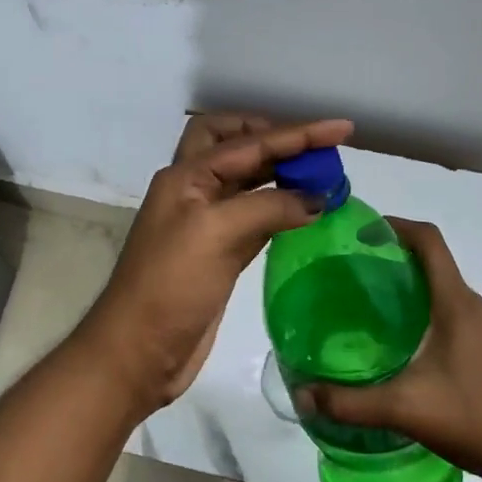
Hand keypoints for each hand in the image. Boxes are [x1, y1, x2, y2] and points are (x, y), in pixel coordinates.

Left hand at [80, 113, 354, 411]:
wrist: (138, 352)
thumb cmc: (171, 286)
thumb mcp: (216, 234)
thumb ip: (268, 206)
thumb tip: (318, 198)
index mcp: (187, 176)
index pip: (249, 142)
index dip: (297, 133)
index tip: (342, 129)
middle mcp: (195, 190)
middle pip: (234, 144)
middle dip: (273, 137)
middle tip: (316, 147)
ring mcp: (206, 223)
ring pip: (247, 180)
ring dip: (280, 172)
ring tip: (323, 175)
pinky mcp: (220, 252)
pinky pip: (256, 216)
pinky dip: (280, 207)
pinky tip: (306, 212)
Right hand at [298, 218, 481, 481]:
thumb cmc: (477, 420)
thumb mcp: (406, 410)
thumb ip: (350, 403)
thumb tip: (301, 393)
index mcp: (456, 304)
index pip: (429, 240)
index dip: (395, 226)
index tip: (359, 231)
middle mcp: (474, 306)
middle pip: (432, 262)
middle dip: (392, 257)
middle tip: (349, 272)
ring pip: (442, 289)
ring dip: (408, 286)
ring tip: (367, 305)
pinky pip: (451, 312)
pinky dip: (423, 311)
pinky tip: (401, 343)